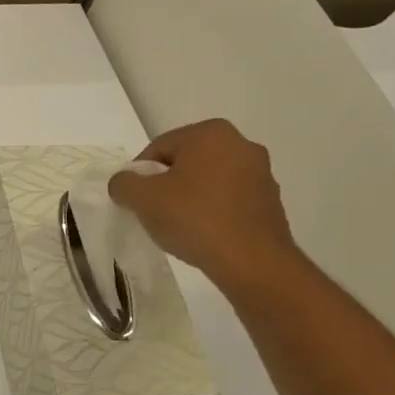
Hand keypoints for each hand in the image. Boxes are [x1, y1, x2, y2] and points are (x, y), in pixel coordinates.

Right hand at [109, 119, 299, 292]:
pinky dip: (213, 212)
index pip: (159, 148)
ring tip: (179, 227)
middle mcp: (241, 144)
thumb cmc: (194, 219)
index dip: (140, 175)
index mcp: (210, 133)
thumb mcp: (142, 198)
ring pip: (209, 182)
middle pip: (186, 163)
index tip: (135, 200)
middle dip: (167, 185)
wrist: (252, 261)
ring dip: (191, 199)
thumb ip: (123, 183)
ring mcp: (261, 173)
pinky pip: (229, 201)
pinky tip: (204, 235)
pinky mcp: (271, 201)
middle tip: (154, 213)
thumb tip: (125, 183)